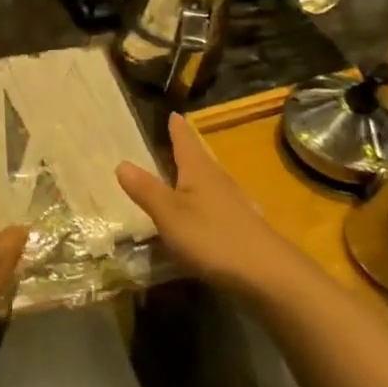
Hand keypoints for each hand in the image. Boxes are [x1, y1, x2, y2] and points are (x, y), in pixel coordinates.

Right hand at [117, 114, 314, 298]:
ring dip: (196, 175)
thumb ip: (146, 190)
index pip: (185, 141)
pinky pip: (216, 203)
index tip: (173, 113)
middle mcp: (218, 180)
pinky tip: (201, 212)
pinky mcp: (241, 226)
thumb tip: (121, 163)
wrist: (266, 273)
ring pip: (210, 180)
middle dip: (187, 148)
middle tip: (176, 138)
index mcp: (199, 171)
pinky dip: (204, 200)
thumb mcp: (169, 214)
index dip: (177, 128)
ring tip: (183, 173)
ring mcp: (234, 204)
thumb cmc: (212, 236)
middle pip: (200, 158)